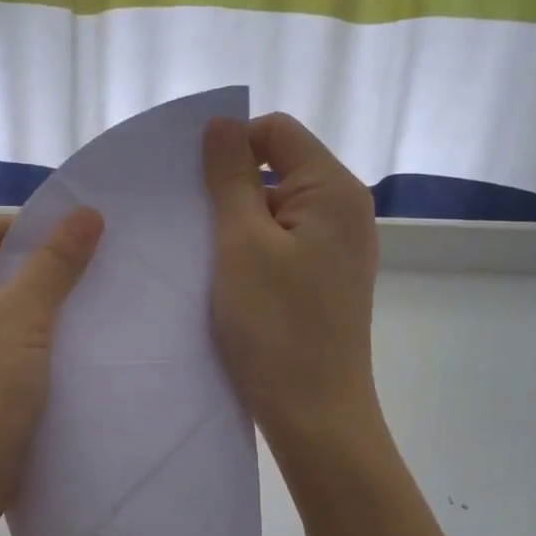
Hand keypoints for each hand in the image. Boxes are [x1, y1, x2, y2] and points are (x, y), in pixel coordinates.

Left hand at [0, 209, 104, 535]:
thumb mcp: (23, 320)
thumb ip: (56, 262)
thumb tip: (88, 211)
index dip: (42, 236)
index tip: (93, 249)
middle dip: (42, 275)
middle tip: (99, 280)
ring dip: (36, 311)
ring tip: (88, 314)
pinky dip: (22, 342)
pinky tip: (62, 350)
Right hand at [202, 113, 380, 456]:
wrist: (315, 413)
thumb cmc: (276, 326)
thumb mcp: (242, 244)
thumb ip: (230, 179)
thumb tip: (221, 123)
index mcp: (334, 190)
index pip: (278, 132)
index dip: (233, 144)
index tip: (193, 182)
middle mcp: (345, 211)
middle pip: (280, 169)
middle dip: (232, 187)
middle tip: (190, 222)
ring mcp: (338, 249)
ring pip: (277, 211)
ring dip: (238, 223)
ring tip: (203, 254)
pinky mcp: (326, 281)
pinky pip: (284, 245)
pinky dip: (253, 251)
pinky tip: (226, 278)